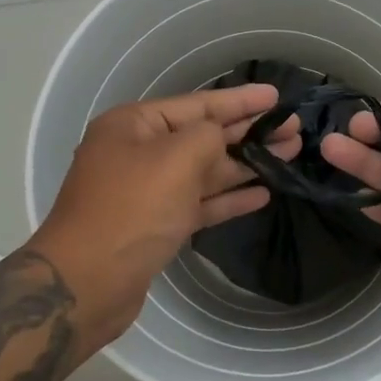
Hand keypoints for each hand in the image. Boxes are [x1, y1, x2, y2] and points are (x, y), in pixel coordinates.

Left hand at [33, 85, 298, 342]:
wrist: (87, 283)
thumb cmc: (131, 209)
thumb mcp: (175, 159)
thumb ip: (207, 137)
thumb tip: (219, 141)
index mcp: (134, 125)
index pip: (198, 104)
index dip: (240, 101)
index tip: (276, 97)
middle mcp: (139, 152)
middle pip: (204, 136)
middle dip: (248, 132)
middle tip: (293, 128)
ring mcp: (147, 191)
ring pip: (205, 170)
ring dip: (245, 164)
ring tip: (289, 155)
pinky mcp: (156, 225)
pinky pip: (199, 202)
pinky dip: (228, 198)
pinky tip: (262, 194)